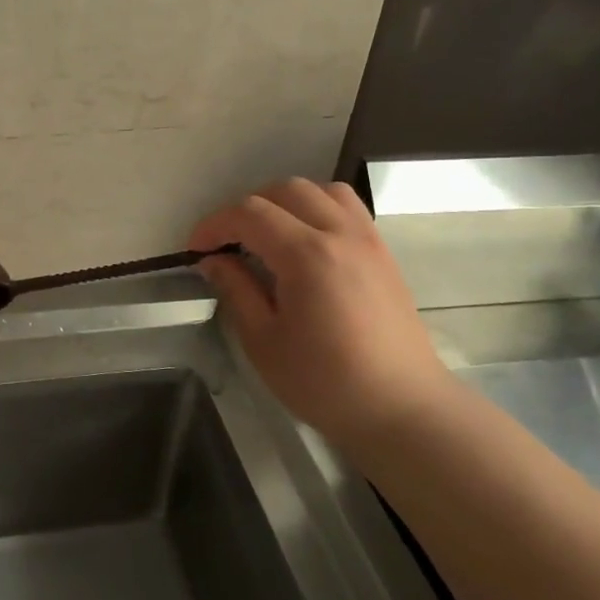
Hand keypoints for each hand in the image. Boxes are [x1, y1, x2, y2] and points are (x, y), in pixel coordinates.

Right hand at [190, 179, 453, 447]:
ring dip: (286, 201)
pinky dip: (318, 209)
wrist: (402, 409)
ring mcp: (368, 240)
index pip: (250, 213)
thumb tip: (213, 260)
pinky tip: (305, 244)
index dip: (214, 224)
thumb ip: (237, 289)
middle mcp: (340, 234)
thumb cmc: (325, 383)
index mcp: (307, 255)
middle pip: (286, 190)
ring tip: (268, 234)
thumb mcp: (264, 341)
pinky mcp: (383, 253)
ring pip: (322, 190)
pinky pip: (347, 208)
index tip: (196, 249)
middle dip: (248, 207)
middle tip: (228, 241)